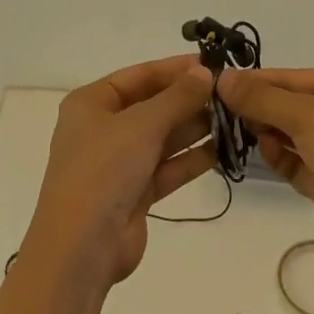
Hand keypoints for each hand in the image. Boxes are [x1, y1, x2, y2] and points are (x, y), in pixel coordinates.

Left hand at [23, 56, 218, 290]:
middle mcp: (102, 128)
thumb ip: (177, 97)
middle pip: (152, 106)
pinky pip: (166, 167)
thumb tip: (205, 71)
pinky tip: (222, 150)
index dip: (174, 69)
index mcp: (91, 103)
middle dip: (188, 100)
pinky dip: (190, 159)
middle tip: (229, 94)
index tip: (211, 64)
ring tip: (233, 118)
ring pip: (161, 137)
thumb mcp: (142, 124)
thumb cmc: (103, 170)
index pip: (139, 75)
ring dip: (193, 128)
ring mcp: (117, 163)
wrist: (80, 249)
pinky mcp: (133, 194)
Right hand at [217, 68, 313, 268]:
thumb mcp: (306, 115)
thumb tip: (223, 77)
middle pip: (288, 104)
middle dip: (258, 107)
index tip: (218, 84)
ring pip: (289, 133)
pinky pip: (294, 162)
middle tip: (220, 111)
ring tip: (236, 131)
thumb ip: (262, 97)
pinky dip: (278, 157)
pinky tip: (264, 153)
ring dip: (265, 131)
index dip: (255, 80)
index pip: (290, 77)